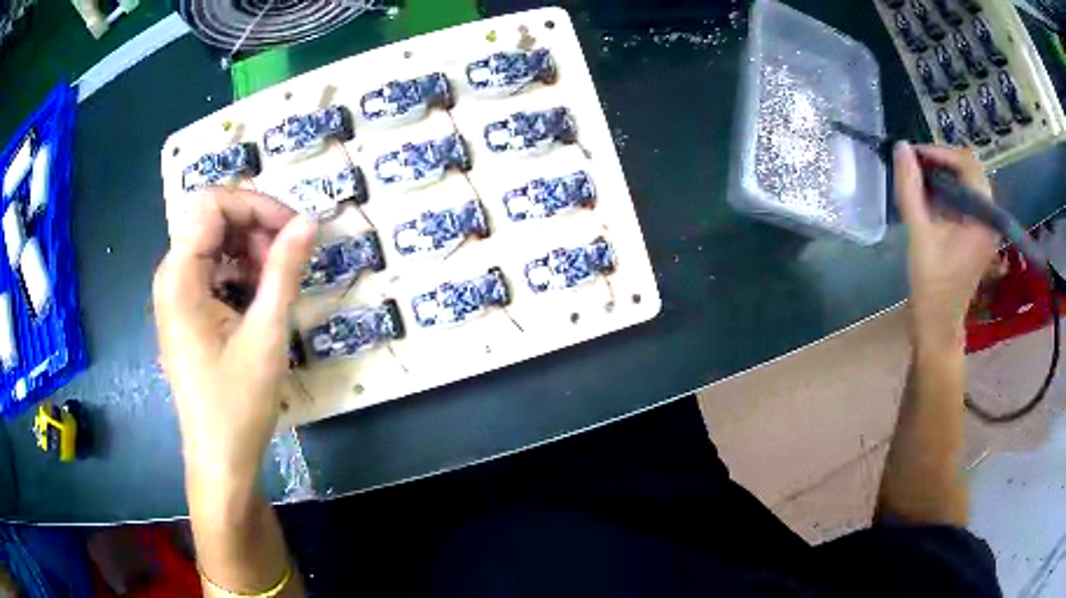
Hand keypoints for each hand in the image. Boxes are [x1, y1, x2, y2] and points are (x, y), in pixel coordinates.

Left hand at [153, 188, 317, 482]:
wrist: (220, 459)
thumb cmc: (237, 403)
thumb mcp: (266, 334)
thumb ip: (285, 270)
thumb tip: (310, 220)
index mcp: (179, 276)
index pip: (212, 204)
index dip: (255, 205)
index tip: (294, 228)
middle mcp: (172, 276)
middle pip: (213, 220)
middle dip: (256, 228)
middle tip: (292, 257)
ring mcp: (178, 295)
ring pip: (216, 244)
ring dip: (252, 251)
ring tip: (280, 283)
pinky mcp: (187, 312)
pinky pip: (214, 272)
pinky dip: (242, 274)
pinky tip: (263, 300)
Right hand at [894, 142, 998, 355]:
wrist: (938, 328)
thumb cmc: (931, 287)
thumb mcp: (919, 236)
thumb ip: (910, 190)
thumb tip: (901, 148)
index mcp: (982, 219)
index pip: (968, 164)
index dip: (941, 153)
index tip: (915, 156)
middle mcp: (989, 218)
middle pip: (970, 171)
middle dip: (942, 162)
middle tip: (916, 166)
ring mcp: (984, 228)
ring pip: (967, 183)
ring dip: (944, 175)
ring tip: (919, 178)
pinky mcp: (977, 235)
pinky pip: (965, 199)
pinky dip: (947, 191)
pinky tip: (929, 198)